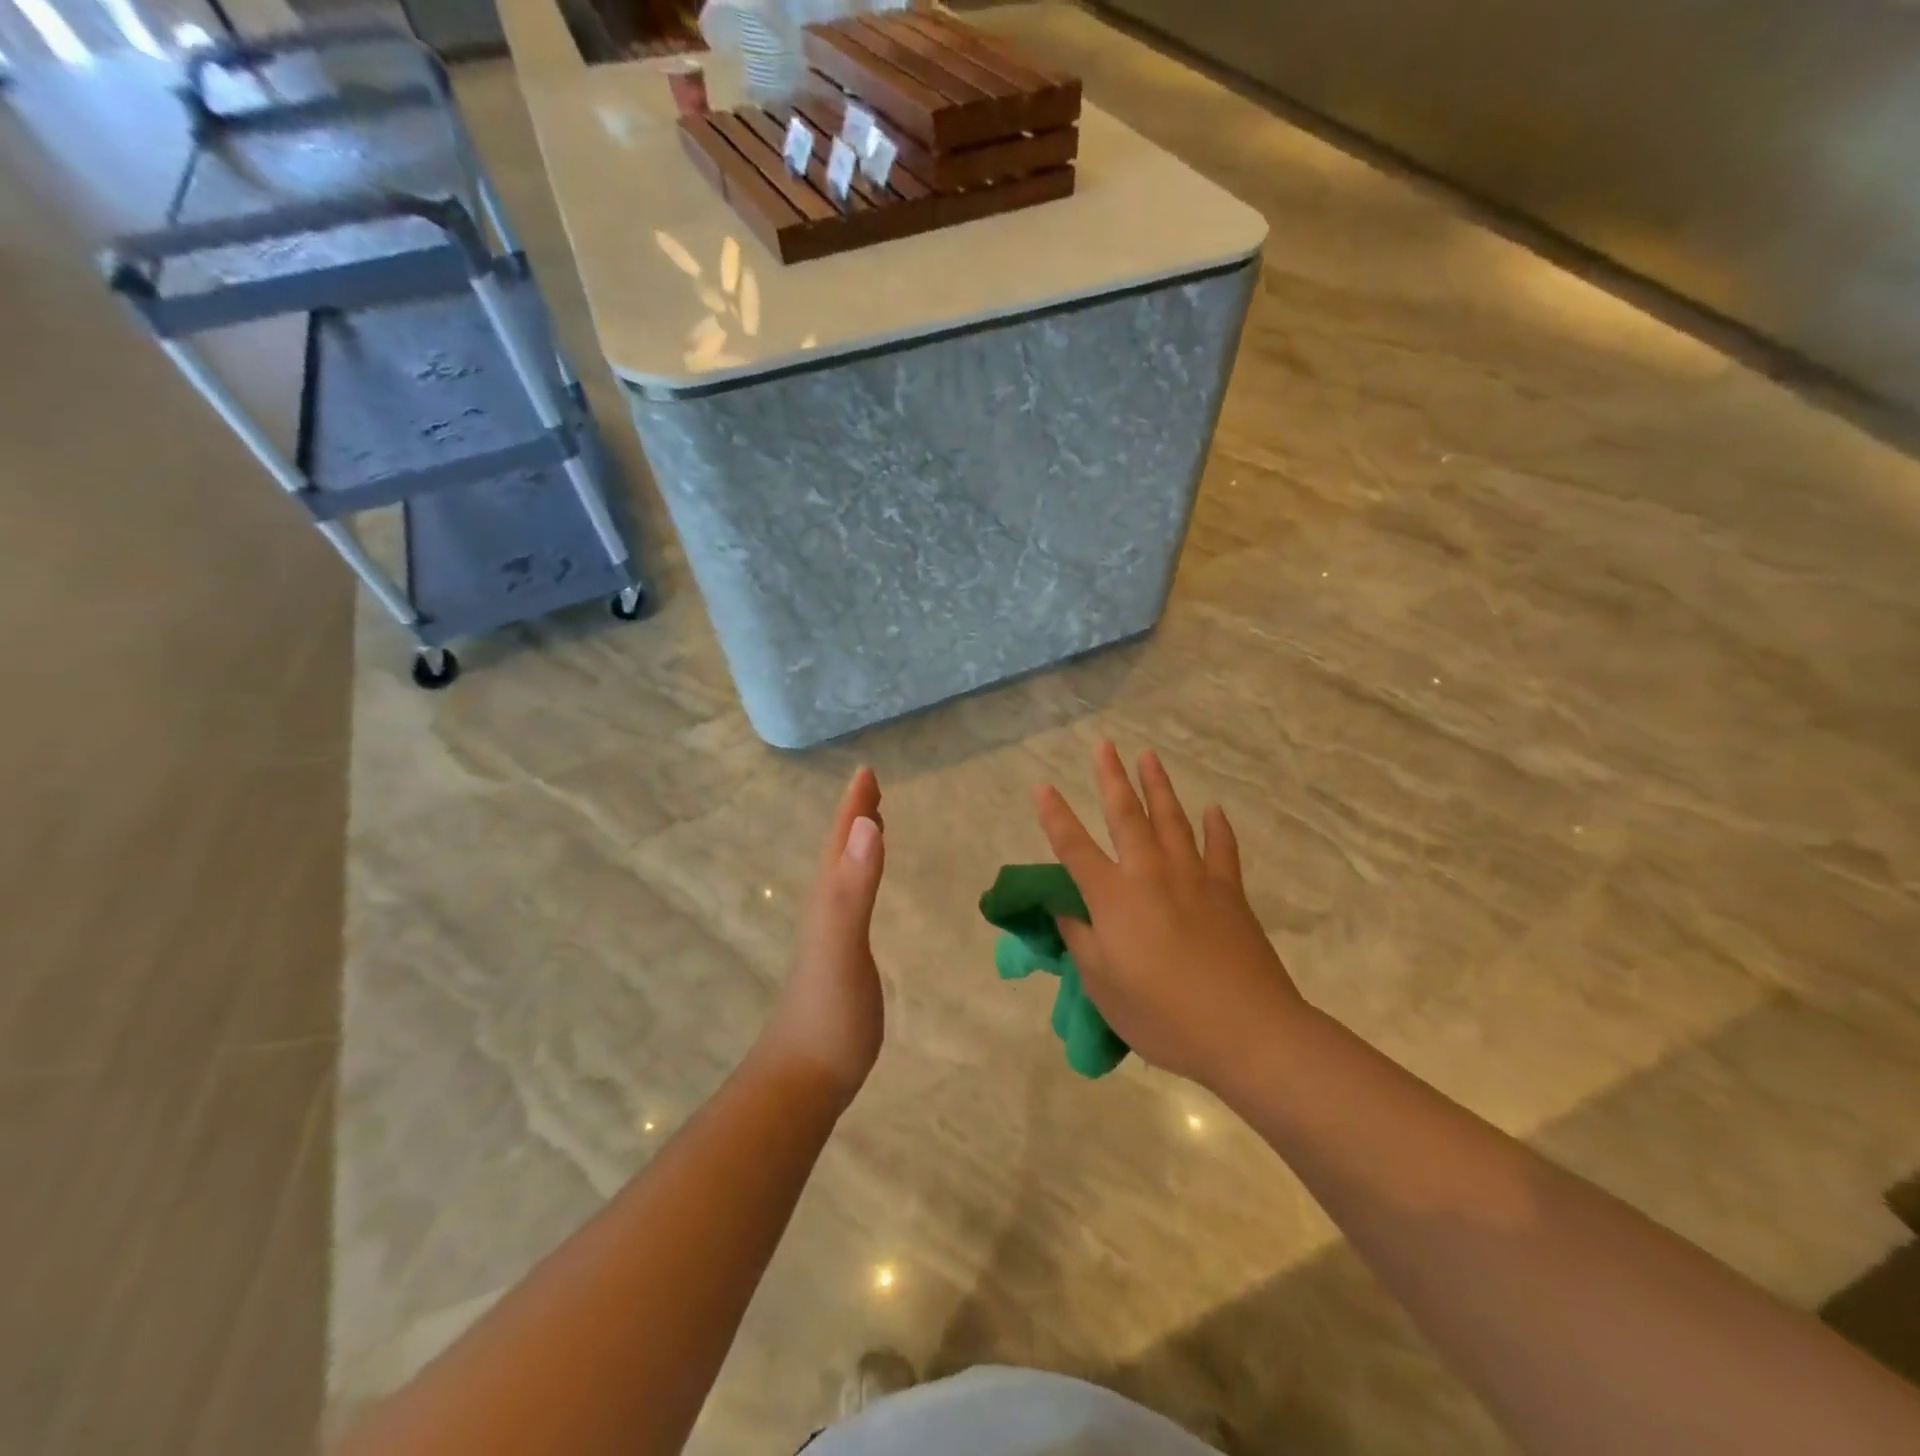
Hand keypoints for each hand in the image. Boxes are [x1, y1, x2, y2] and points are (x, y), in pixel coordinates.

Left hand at [760, 767, 886, 1107]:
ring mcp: (829, 939)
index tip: (866, 771)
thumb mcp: (842, 945)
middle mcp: (824, 912)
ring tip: (872, 826)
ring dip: (855, 846)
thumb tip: (868, 824)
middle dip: (854, 818)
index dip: (853, 806)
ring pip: (841, 877)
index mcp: (826, 900)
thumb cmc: (829, 1015)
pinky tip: (864, 893)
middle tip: (872, 789)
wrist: (803, 1080)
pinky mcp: (840, 962)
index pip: (840, 842)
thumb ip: (853, 887)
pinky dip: (859, 882)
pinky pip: (849, 904)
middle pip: (837, 853)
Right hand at [1034, 743, 1304, 1087]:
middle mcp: (1150, 874)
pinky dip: (1217, 827)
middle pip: (1127, 815)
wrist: (1246, 1030)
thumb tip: (1066, 909)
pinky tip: (1213, 810)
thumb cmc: (1162, 1015)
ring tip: (1148, 756)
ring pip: (1172, 820)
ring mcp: (1194, 878)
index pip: (1074, 847)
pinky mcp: (1229, 892)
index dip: (1055, 816)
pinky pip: (1221, 848)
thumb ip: (1080, 941)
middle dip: (1111, 778)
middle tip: (1104, 746)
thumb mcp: (1103, 986)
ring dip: (1158, 786)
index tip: (1041, 787)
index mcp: (1113, 897)